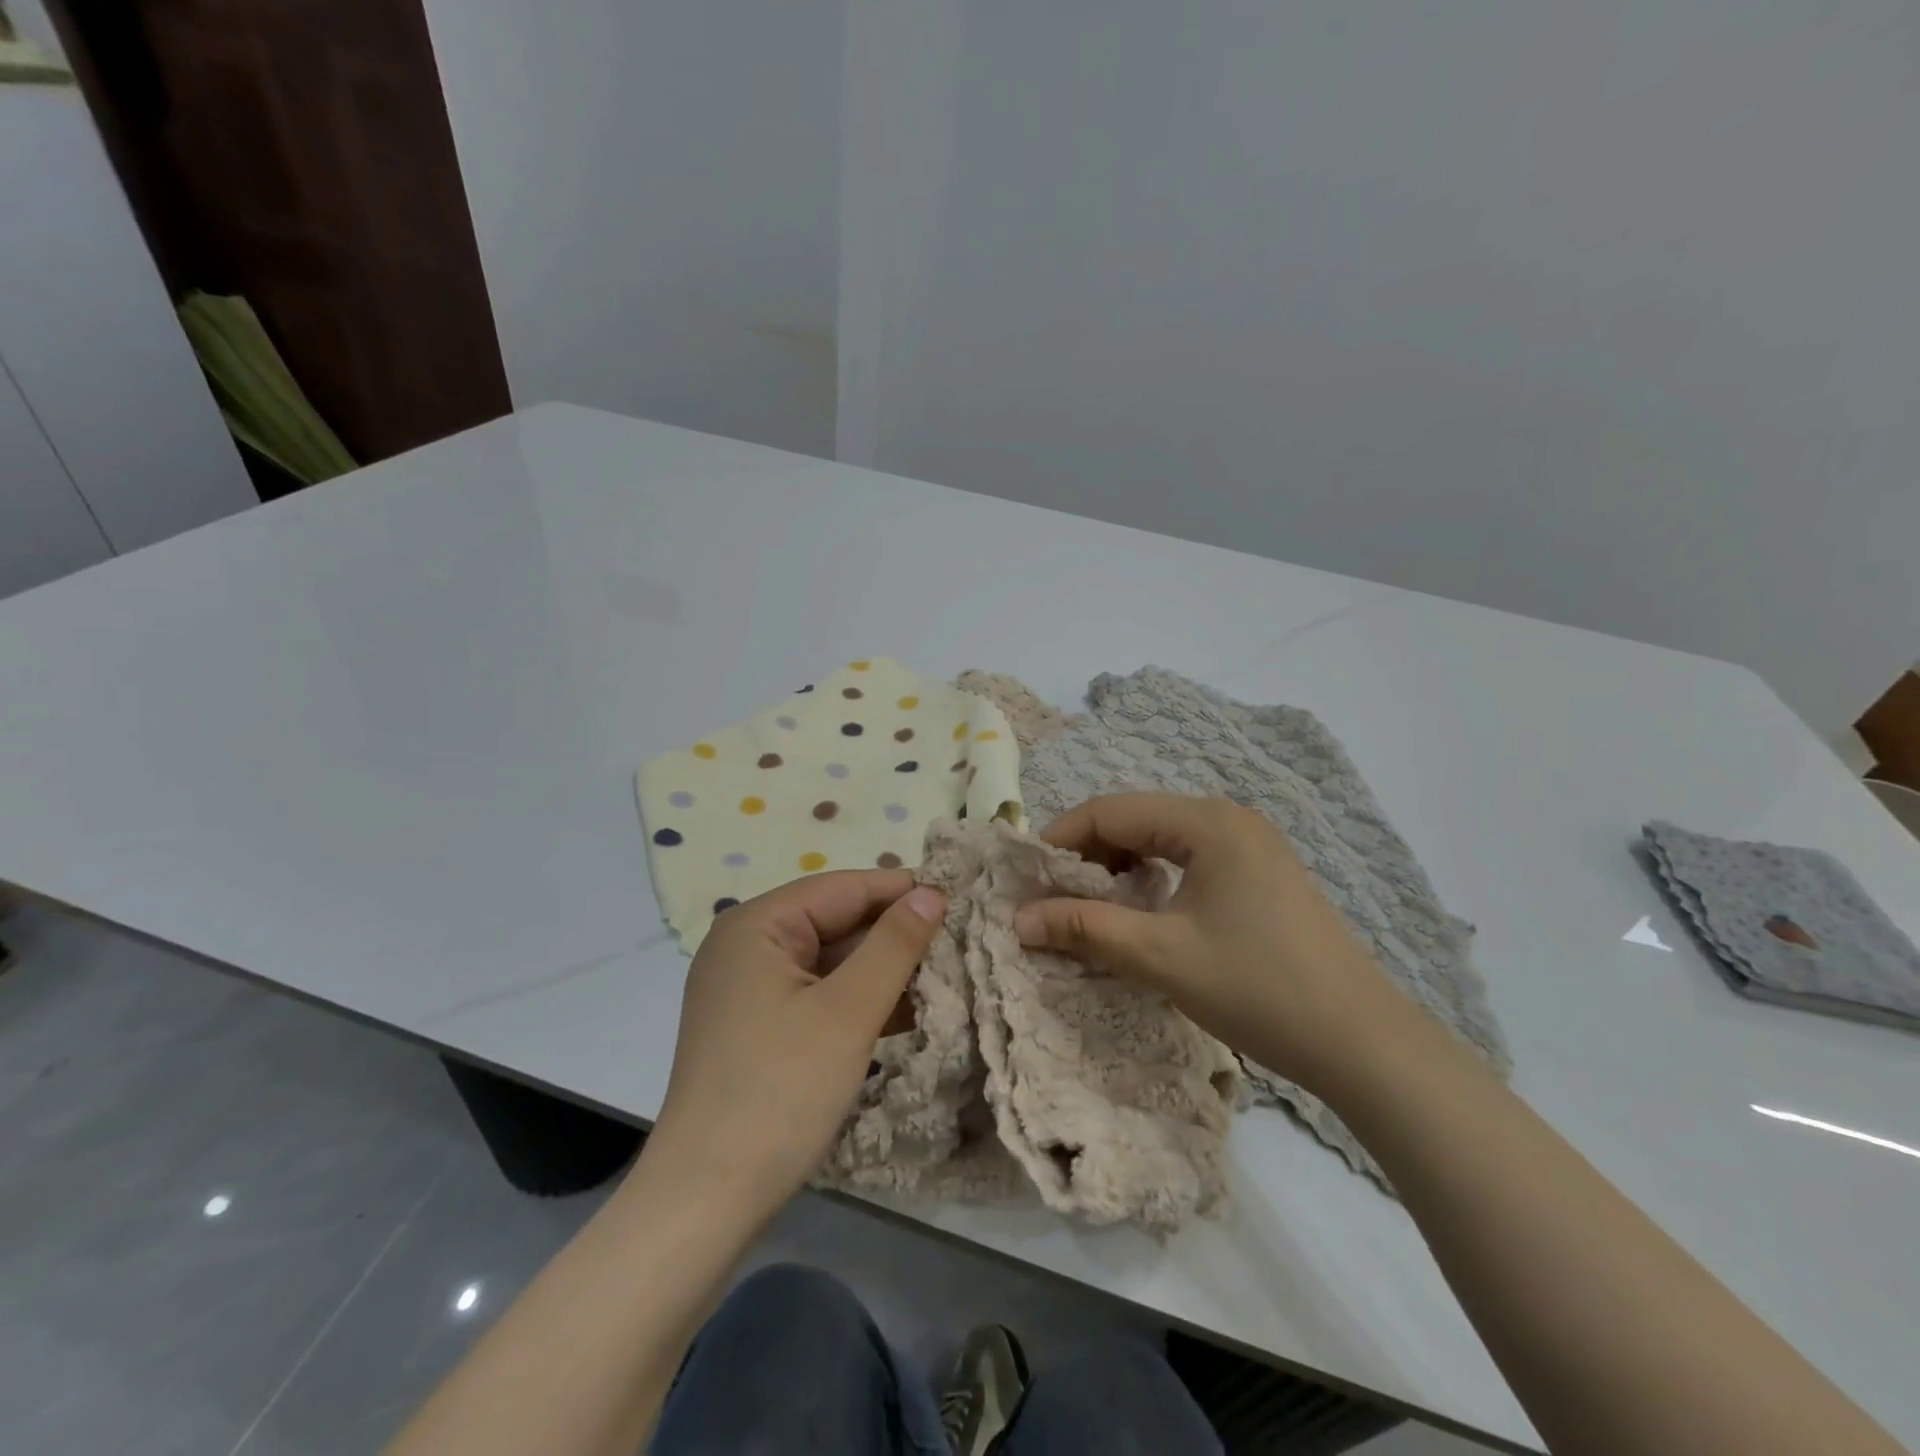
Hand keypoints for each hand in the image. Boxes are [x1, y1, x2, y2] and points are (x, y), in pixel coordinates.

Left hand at [645, 870, 944, 1220]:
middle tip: (958, 940)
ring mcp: (749, 989)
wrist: (706, 1201)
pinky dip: (859, 1000)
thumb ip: (894, 945)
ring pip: (830, 961)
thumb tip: (931, 892)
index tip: (958, 898)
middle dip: (894, 934)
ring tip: (945, 973)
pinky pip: (818, 995)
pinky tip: (908, 1011)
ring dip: (882, 969)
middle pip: (835, 922)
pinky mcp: (758, 1027)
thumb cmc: (780, 1091)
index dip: (901, 891)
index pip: (842, 887)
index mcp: (756, 925)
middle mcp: (747, 946)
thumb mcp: (849, 1012)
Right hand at [1014, 794, 1402, 1095]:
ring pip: (1161, 840)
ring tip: (1094, 908)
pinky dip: (1154, 880)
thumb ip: (1084, 928)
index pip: (1109, 811)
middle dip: (1088, 856)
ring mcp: (1251, 845)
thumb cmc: (1257, 988)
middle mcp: (1229, 819)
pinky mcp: (1261, 874)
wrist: (1363, 1042)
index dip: (1060, 840)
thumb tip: (1018, 919)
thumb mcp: (1161, 956)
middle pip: (1135, 820)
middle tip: (1054, 900)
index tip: (1026, 879)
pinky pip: (1189, 859)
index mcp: (1206, 822)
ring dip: (1119, 869)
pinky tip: (1145, 913)